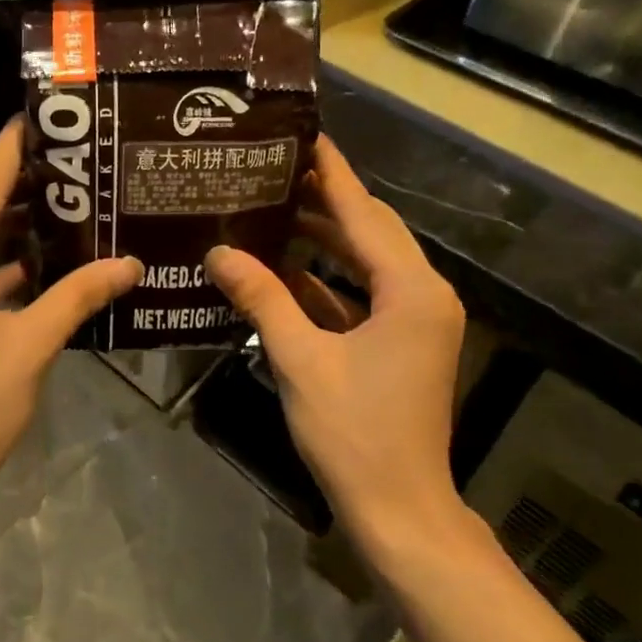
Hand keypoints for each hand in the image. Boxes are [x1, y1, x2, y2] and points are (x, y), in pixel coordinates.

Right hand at [205, 136, 473, 562]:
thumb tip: (218, 252)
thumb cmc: (353, 433)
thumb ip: (261, 299)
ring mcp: (418, 320)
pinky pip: (364, 295)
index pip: (364, 212)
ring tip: (273, 209)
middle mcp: (424, 294)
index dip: (332, 172)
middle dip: (325, 200)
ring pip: (368, 262)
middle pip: (371, 230)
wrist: (399, 508)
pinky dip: (329, 282)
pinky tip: (286, 270)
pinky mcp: (404, 343)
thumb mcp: (300, 360)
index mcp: (411, 290)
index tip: (304, 133)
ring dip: (326, 239)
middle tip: (274, 170)